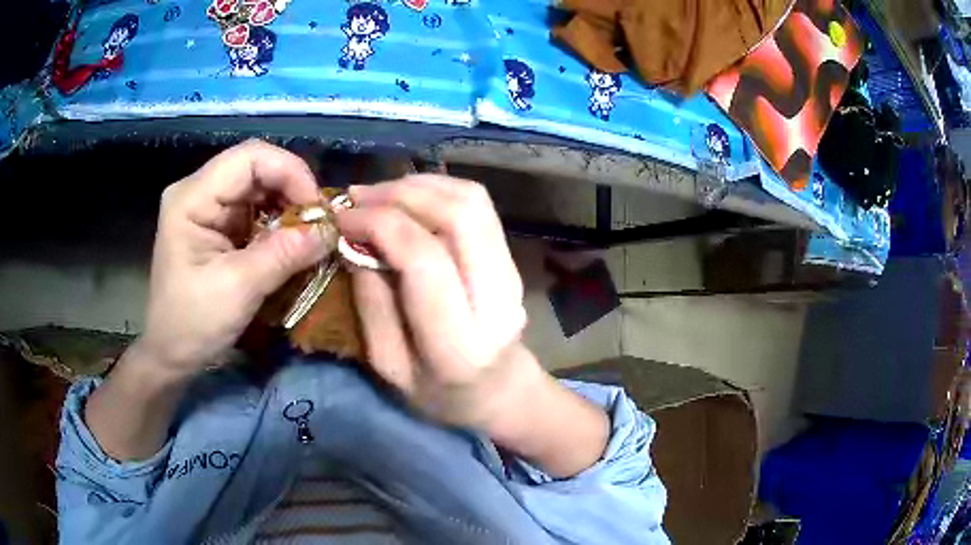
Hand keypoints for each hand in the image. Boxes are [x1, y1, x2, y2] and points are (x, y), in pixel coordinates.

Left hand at [138, 140, 328, 379]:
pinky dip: (279, 223)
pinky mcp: (218, 226)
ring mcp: (208, 208)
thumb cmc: (192, 324)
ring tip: (309, 236)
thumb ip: (283, 255)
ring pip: (260, 187)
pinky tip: (291, 244)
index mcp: (192, 198)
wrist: (171, 355)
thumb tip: (330, 231)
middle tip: (319, 224)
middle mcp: (199, 191)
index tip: (316, 210)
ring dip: (289, 208)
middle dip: (293, 191)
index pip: (249, 158)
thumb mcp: (238, 290)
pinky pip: (256, 210)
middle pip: (256, 168)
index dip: (290, 173)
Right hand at [337, 175, 533, 428]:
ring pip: (472, 200)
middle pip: (458, 214)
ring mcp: (511, 273)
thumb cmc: (440, 394)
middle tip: (357, 199)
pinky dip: (438, 190)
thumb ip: (372, 304)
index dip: (380, 224)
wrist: (502, 391)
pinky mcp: (511, 258)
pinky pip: (478, 206)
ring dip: (419, 186)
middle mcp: (496, 298)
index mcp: (460, 342)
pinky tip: (407, 198)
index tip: (342, 219)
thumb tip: (355, 242)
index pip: (424, 258)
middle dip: (399, 194)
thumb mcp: (390, 366)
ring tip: (377, 195)